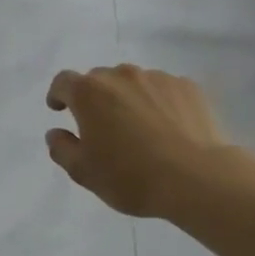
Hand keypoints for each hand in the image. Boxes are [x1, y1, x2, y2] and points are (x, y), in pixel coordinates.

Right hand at [45, 64, 254, 221]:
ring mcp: (157, 78)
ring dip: (127, 98)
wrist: (198, 179)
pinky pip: (162, 90)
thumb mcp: (83, 172)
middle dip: (94, 98)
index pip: (63, 82)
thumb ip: (61, 149)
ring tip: (138, 127)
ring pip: (132, 83)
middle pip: (98, 80)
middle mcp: (121, 76)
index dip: (58, 94)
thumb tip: (56, 133)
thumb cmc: (131, 176)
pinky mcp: (187, 87)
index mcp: (89, 93)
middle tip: (101, 126)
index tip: (59, 109)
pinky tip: (167, 127)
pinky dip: (157, 102)